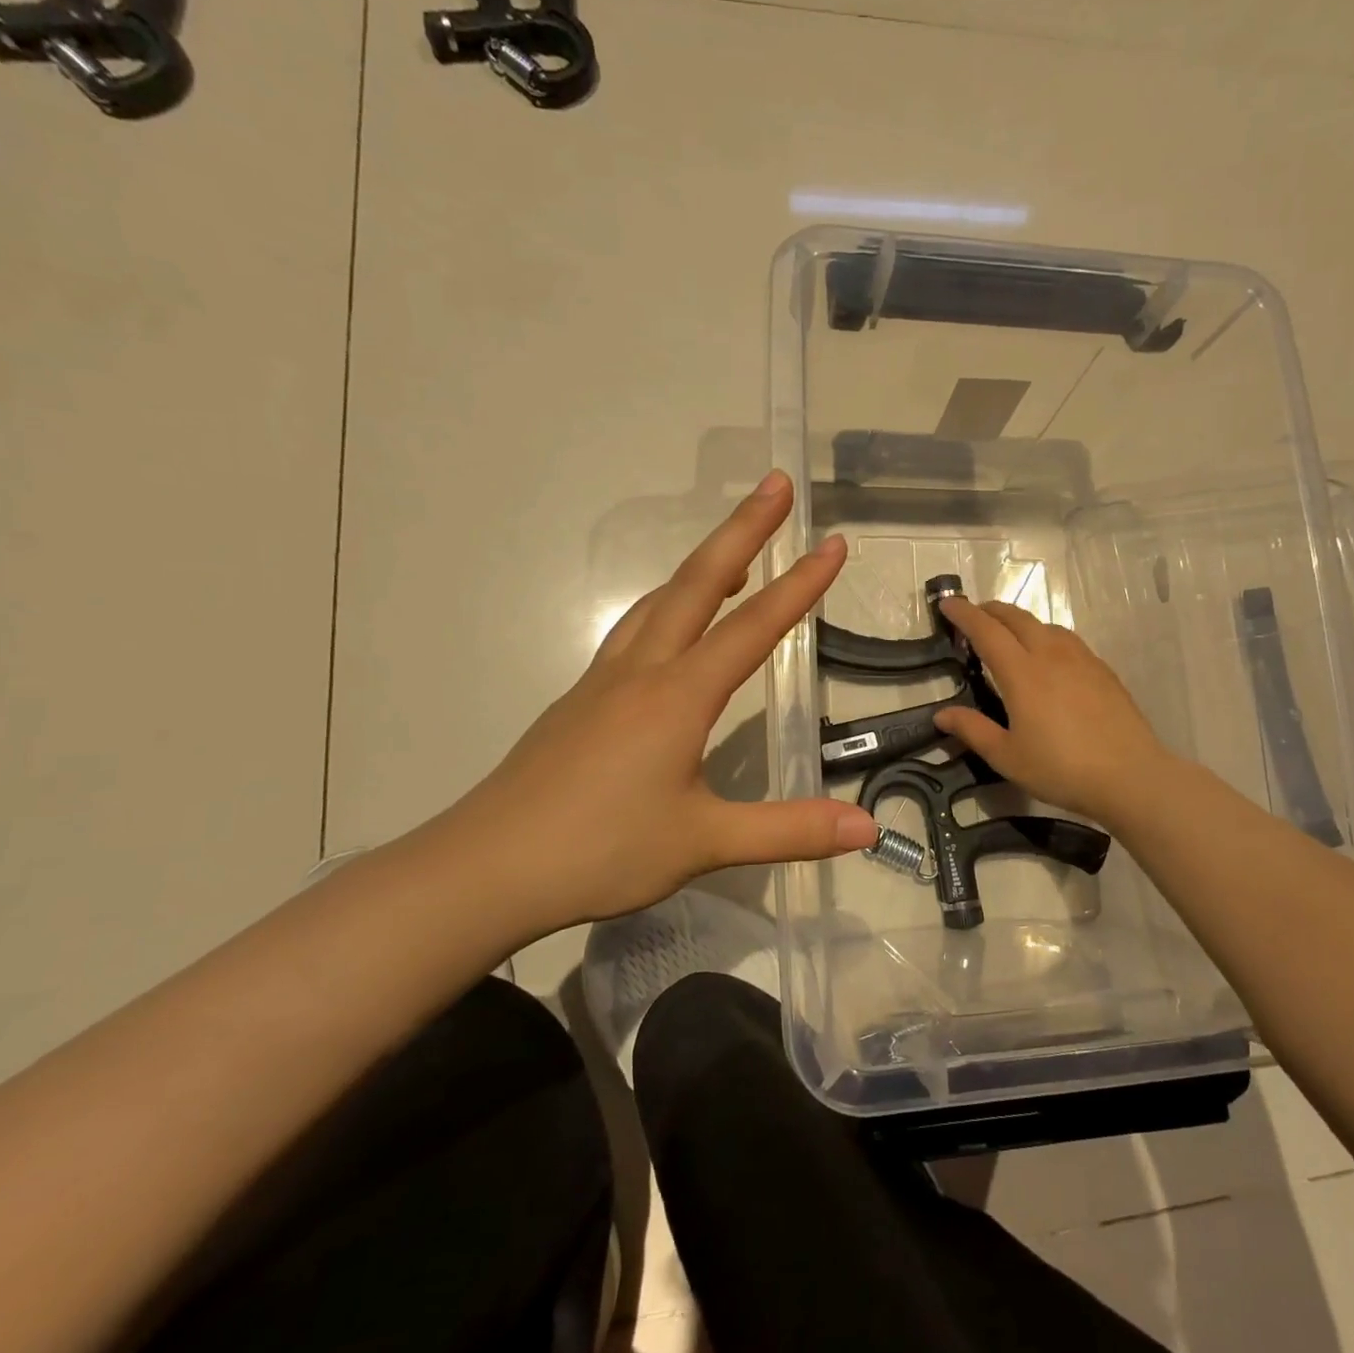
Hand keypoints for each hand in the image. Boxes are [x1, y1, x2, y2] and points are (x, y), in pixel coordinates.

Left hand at [420, 471, 877, 933]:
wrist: (486, 868)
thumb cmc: (600, 850)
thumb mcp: (704, 842)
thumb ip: (790, 829)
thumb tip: (867, 828)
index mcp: (678, 696)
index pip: (754, 627)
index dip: (800, 585)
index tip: (833, 543)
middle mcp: (641, 671)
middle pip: (698, 582)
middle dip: (743, 529)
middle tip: (775, 485)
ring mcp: (602, 681)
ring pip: (658, 601)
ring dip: (701, 566)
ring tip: (734, 552)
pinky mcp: (579, 700)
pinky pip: (632, 630)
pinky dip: (665, 605)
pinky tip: (669, 626)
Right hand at [934, 598, 1172, 828]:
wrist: (1130, 776)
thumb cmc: (1061, 769)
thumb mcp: (1007, 756)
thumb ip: (973, 730)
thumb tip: (941, 714)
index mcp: (1021, 673)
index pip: (986, 631)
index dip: (964, 614)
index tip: (947, 604)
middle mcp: (1050, 655)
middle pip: (1016, 618)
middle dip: (990, 610)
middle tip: (973, 616)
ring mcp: (1081, 659)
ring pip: (1044, 624)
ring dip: (1019, 621)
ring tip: (1008, 634)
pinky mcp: (1102, 670)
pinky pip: (1066, 639)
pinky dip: (1045, 635)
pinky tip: (1048, 656)